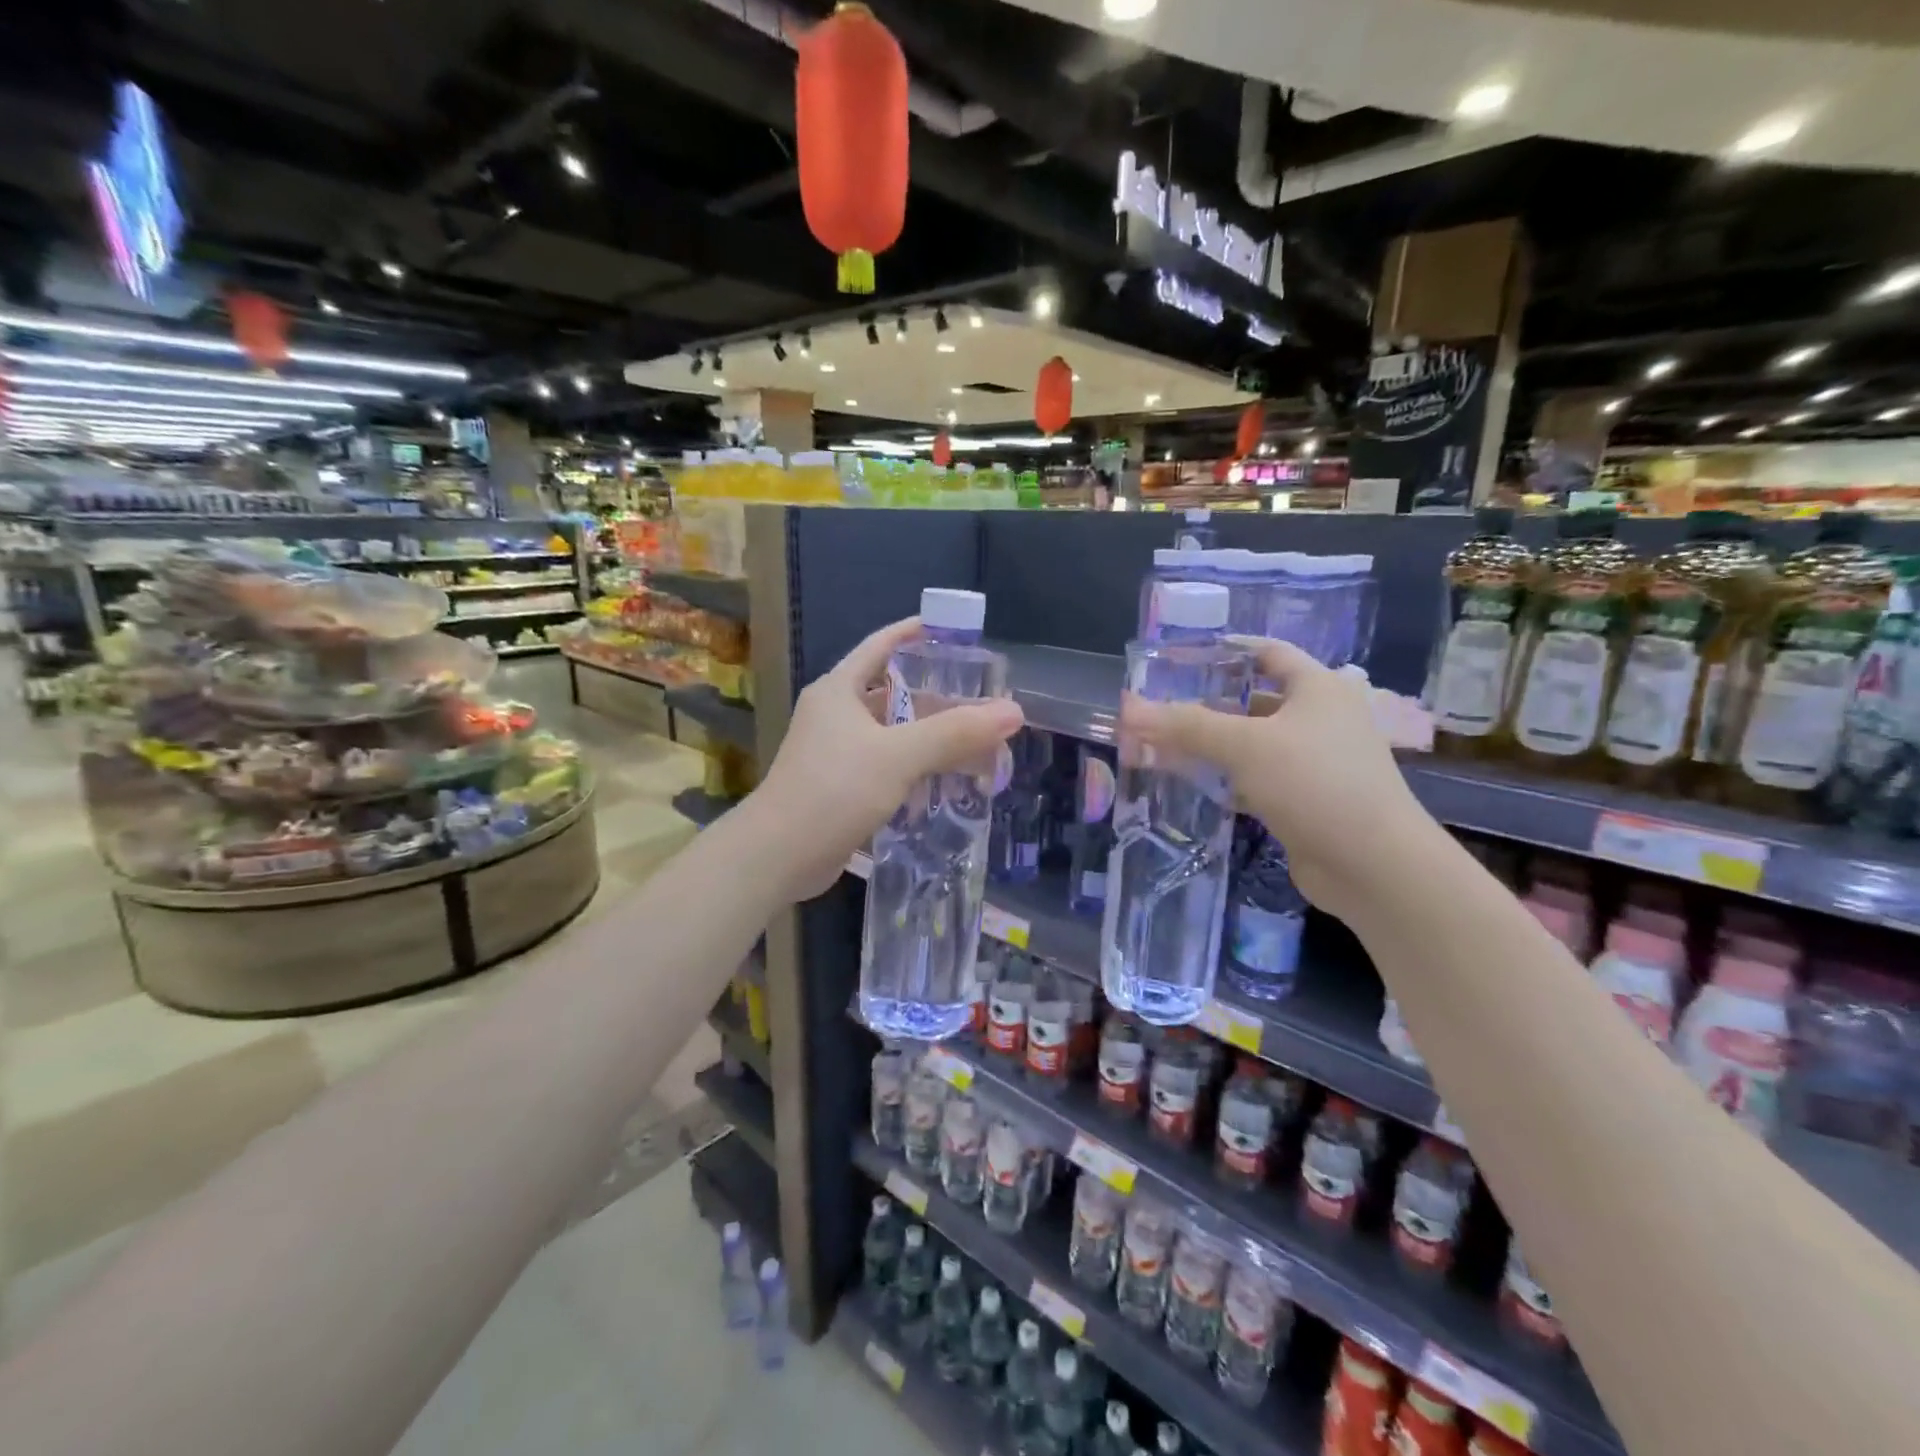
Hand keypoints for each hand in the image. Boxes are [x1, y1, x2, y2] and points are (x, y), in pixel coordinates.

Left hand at [749, 617, 1024, 900]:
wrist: (778, 856)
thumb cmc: (834, 790)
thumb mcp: (898, 755)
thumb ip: (955, 733)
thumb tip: (1013, 711)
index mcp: (839, 690)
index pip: (881, 645)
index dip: (916, 633)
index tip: (955, 633)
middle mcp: (835, 714)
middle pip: (893, 693)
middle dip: (937, 697)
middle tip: (981, 701)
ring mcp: (836, 753)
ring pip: (893, 734)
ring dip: (930, 738)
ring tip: (976, 742)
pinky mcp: (841, 787)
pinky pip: (887, 766)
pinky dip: (916, 769)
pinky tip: (947, 782)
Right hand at [1119, 638, 1434, 920]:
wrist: (1374, 866)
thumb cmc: (1315, 783)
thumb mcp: (1246, 746)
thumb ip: (1186, 726)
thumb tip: (1127, 708)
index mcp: (1318, 688)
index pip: (1267, 652)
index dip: (1224, 650)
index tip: (1178, 658)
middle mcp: (1320, 718)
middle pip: (1254, 699)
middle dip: (1206, 703)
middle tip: (1158, 707)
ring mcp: (1314, 762)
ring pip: (1253, 743)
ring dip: (1212, 744)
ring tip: (1162, 744)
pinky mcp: (1305, 800)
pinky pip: (1256, 778)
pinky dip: (1226, 778)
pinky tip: (1191, 783)